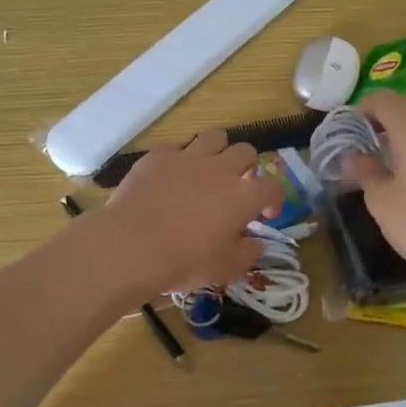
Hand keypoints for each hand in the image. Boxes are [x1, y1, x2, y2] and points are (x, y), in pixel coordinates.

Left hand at [99, 130, 281, 295]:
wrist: (131, 246)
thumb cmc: (185, 261)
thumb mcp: (225, 269)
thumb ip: (247, 254)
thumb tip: (256, 243)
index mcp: (244, 196)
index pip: (272, 187)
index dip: (274, 200)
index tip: (265, 215)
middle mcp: (221, 168)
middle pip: (246, 152)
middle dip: (247, 168)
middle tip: (237, 187)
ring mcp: (188, 157)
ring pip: (215, 137)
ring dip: (218, 151)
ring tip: (209, 170)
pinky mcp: (158, 156)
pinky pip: (176, 147)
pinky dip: (180, 159)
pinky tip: (172, 176)